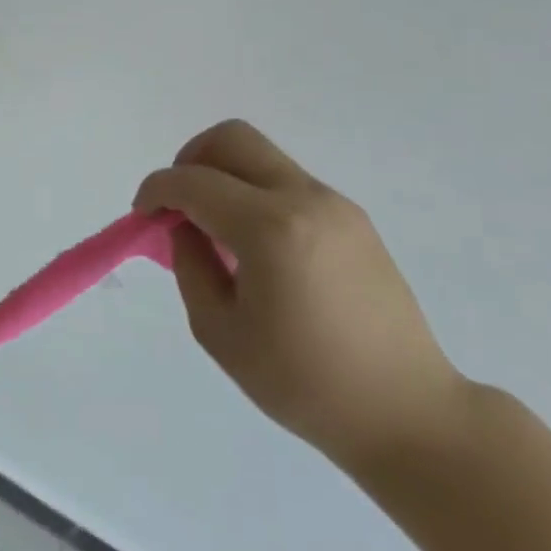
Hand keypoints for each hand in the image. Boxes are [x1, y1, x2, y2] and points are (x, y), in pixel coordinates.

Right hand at [136, 120, 465, 469]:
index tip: (142, 215)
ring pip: (260, 156)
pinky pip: (287, 182)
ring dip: (223, 176)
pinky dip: (254, 193)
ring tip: (215, 231)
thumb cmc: (305, 384)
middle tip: (177, 205)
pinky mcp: (352, 218)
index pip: (193, 182)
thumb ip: (189, 265)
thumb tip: (184, 227)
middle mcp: (305, 199)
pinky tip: (254, 245)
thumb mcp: (221, 332)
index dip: (156, 190)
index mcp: (270, 229)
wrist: (408, 412)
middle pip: (231, 139)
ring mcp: (335, 204)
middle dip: (189, 160)